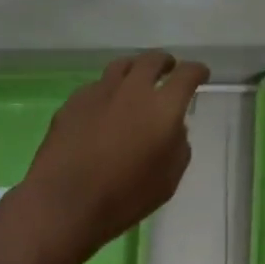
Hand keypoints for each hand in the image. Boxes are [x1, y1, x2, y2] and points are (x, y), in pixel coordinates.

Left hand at [16, 52, 207, 262]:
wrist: (63, 204)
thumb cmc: (123, 197)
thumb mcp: (168, 180)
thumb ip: (178, 146)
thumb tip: (175, 128)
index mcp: (163, 106)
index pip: (187, 74)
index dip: (197, 71)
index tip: (201, 74)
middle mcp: (134, 89)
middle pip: (153, 60)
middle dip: (165, 62)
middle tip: (168, 70)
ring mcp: (101, 91)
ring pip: (123, 65)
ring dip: (135, 69)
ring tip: (136, 80)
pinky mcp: (74, 101)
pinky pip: (97, 86)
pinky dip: (107, 90)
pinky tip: (104, 107)